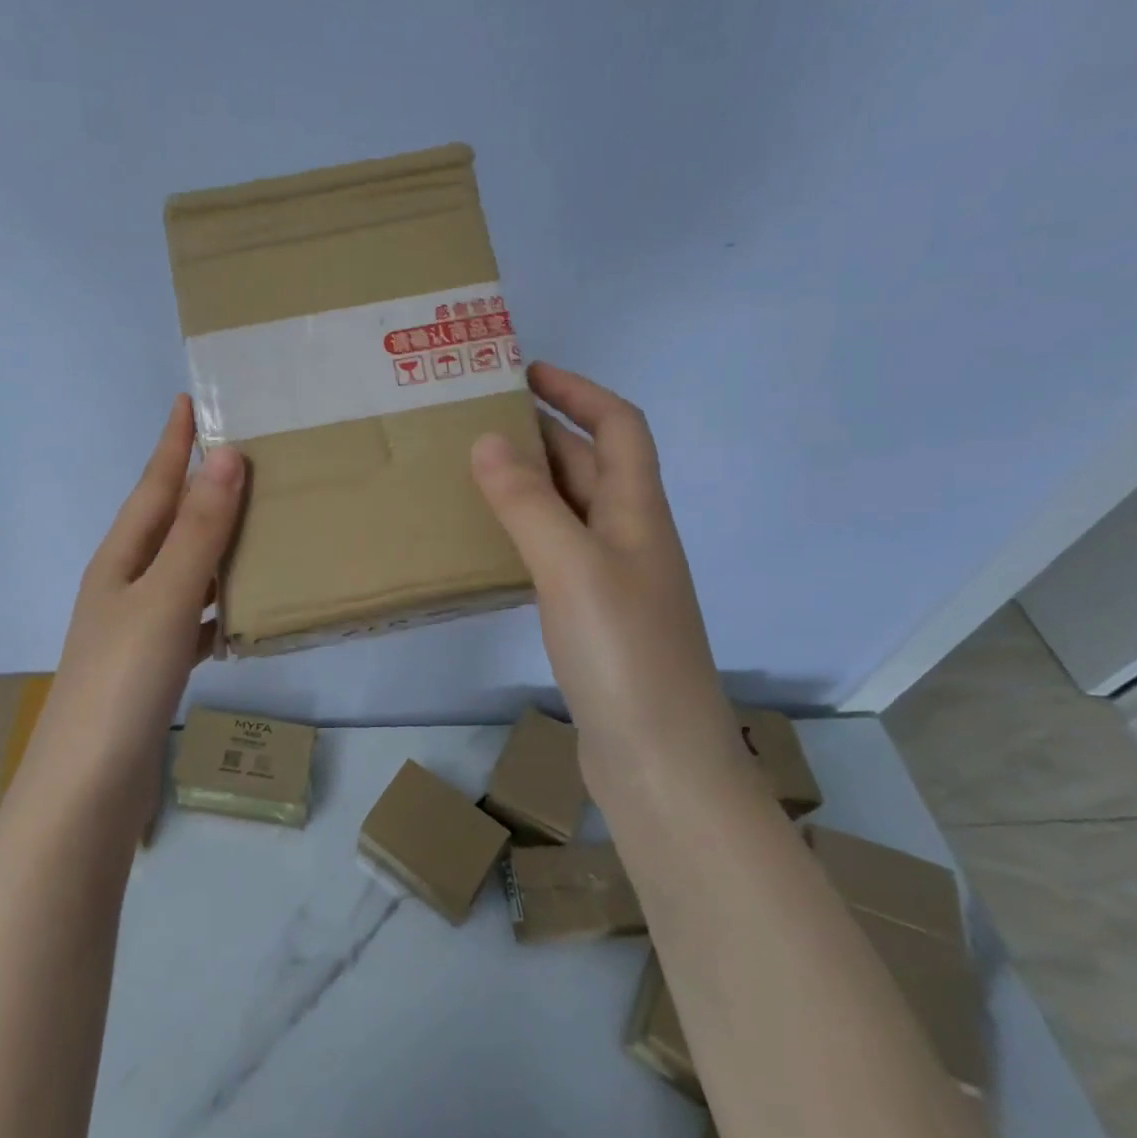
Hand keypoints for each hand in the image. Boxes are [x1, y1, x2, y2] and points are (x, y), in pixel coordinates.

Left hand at [33, 396, 244, 809]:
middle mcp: (125, 585)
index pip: (153, 486)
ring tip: (260, 521)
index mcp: (120, 559)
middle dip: (200, 487)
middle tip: (245, 454)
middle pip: (168, 522)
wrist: (89, 791)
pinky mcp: (155, 666)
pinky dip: (220, 603)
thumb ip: (198, 531)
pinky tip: (248, 608)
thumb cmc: (122, 683)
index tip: (188, 398)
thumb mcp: (165, 598)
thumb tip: (226, 456)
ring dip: (216, 543)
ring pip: (185, 569)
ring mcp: (139, 628)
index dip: (172, 443)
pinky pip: (195, 616)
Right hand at [470, 363, 740, 793]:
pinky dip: (527, 530)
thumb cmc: (624, 655)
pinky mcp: (595, 618)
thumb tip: (488, 439)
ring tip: (475, 471)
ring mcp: (615, 580)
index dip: (578, 391)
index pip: (618, 426)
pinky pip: (558, 550)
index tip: (526, 372)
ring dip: (533, 481)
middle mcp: (632, 537)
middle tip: (481, 419)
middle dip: (545, 430)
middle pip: (592, 463)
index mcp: (638, 512)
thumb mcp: (572, 567)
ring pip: (572, 508)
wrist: (661, 764)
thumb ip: (528, 503)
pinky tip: (492, 541)